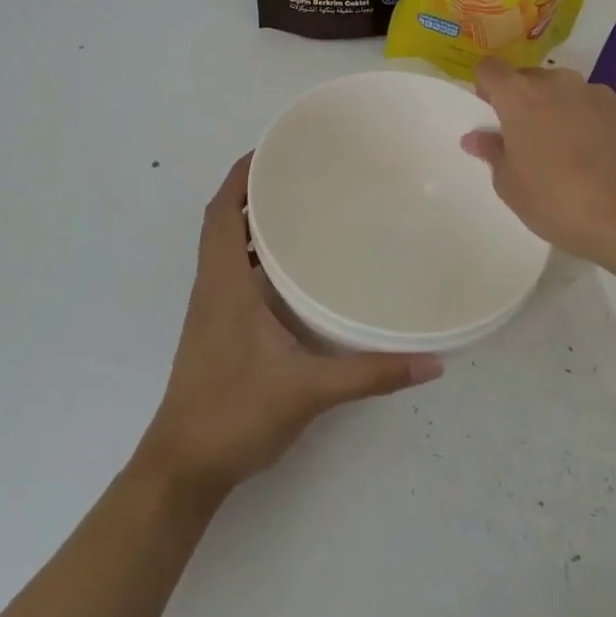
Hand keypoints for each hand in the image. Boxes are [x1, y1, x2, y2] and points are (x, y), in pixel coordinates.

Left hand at [135, 155, 442, 501]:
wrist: (184, 467)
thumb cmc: (235, 414)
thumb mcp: (308, 390)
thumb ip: (369, 373)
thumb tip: (431, 362)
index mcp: (223, 283)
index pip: (221, 211)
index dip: (240, 175)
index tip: (273, 149)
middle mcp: (211, 286)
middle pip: (222, 221)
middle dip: (252, 191)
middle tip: (299, 173)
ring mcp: (210, 308)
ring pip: (225, 248)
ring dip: (251, 223)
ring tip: (299, 209)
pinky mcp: (215, 328)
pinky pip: (231, 273)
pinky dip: (253, 256)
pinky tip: (291, 271)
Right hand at [461, 58, 615, 267]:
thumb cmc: (557, 201)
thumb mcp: (510, 186)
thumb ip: (492, 153)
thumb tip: (476, 137)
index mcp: (518, 96)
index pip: (489, 68)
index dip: (486, 87)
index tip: (491, 113)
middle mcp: (555, 82)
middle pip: (528, 78)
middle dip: (523, 100)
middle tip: (528, 139)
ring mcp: (594, 92)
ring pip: (564, 91)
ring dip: (558, 109)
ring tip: (568, 149)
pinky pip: (595, 106)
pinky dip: (590, 121)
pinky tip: (599, 155)